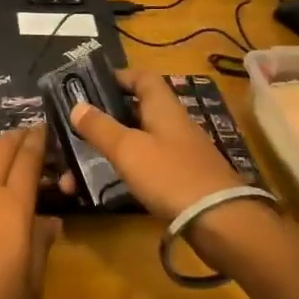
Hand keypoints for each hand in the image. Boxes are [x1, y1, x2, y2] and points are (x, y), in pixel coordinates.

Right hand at [67, 69, 246, 222]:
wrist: (221, 222)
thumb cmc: (171, 175)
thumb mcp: (128, 149)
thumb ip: (100, 127)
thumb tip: (77, 105)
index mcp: (163, 107)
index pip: (143, 77)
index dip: (118, 76)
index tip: (90, 85)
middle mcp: (173, 124)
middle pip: (137, 110)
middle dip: (106, 118)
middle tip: (77, 128)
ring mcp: (180, 153)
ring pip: (139, 141)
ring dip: (111, 149)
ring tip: (78, 168)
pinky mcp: (183, 179)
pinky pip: (147, 165)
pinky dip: (126, 170)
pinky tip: (108, 184)